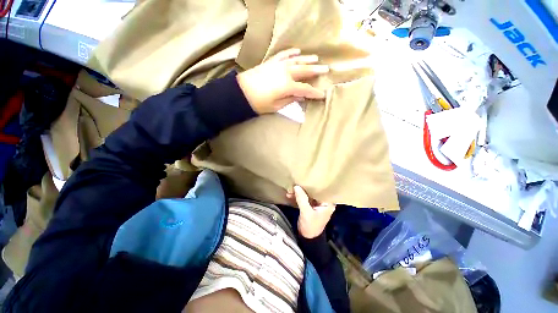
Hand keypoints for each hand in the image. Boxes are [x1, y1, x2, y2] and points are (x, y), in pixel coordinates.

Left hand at [237, 48, 328, 113]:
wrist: (241, 92)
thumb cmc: (259, 103)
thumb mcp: (276, 106)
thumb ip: (290, 100)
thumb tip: (301, 97)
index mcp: (287, 86)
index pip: (305, 89)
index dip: (314, 93)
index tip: (322, 95)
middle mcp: (285, 73)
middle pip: (304, 71)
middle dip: (316, 70)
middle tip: (326, 69)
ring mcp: (278, 66)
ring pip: (296, 60)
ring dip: (307, 59)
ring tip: (316, 58)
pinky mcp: (271, 62)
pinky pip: (283, 55)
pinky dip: (291, 52)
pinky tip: (297, 51)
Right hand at [287, 185, 335, 238]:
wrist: (307, 239)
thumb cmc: (311, 226)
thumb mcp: (306, 212)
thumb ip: (302, 199)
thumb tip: (296, 186)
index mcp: (328, 203)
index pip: (323, 189)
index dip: (315, 183)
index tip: (308, 177)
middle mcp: (323, 202)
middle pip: (314, 191)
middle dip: (304, 187)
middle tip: (296, 182)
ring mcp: (316, 204)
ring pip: (308, 194)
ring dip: (299, 192)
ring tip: (290, 190)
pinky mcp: (310, 206)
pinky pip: (304, 198)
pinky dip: (298, 197)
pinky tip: (290, 195)